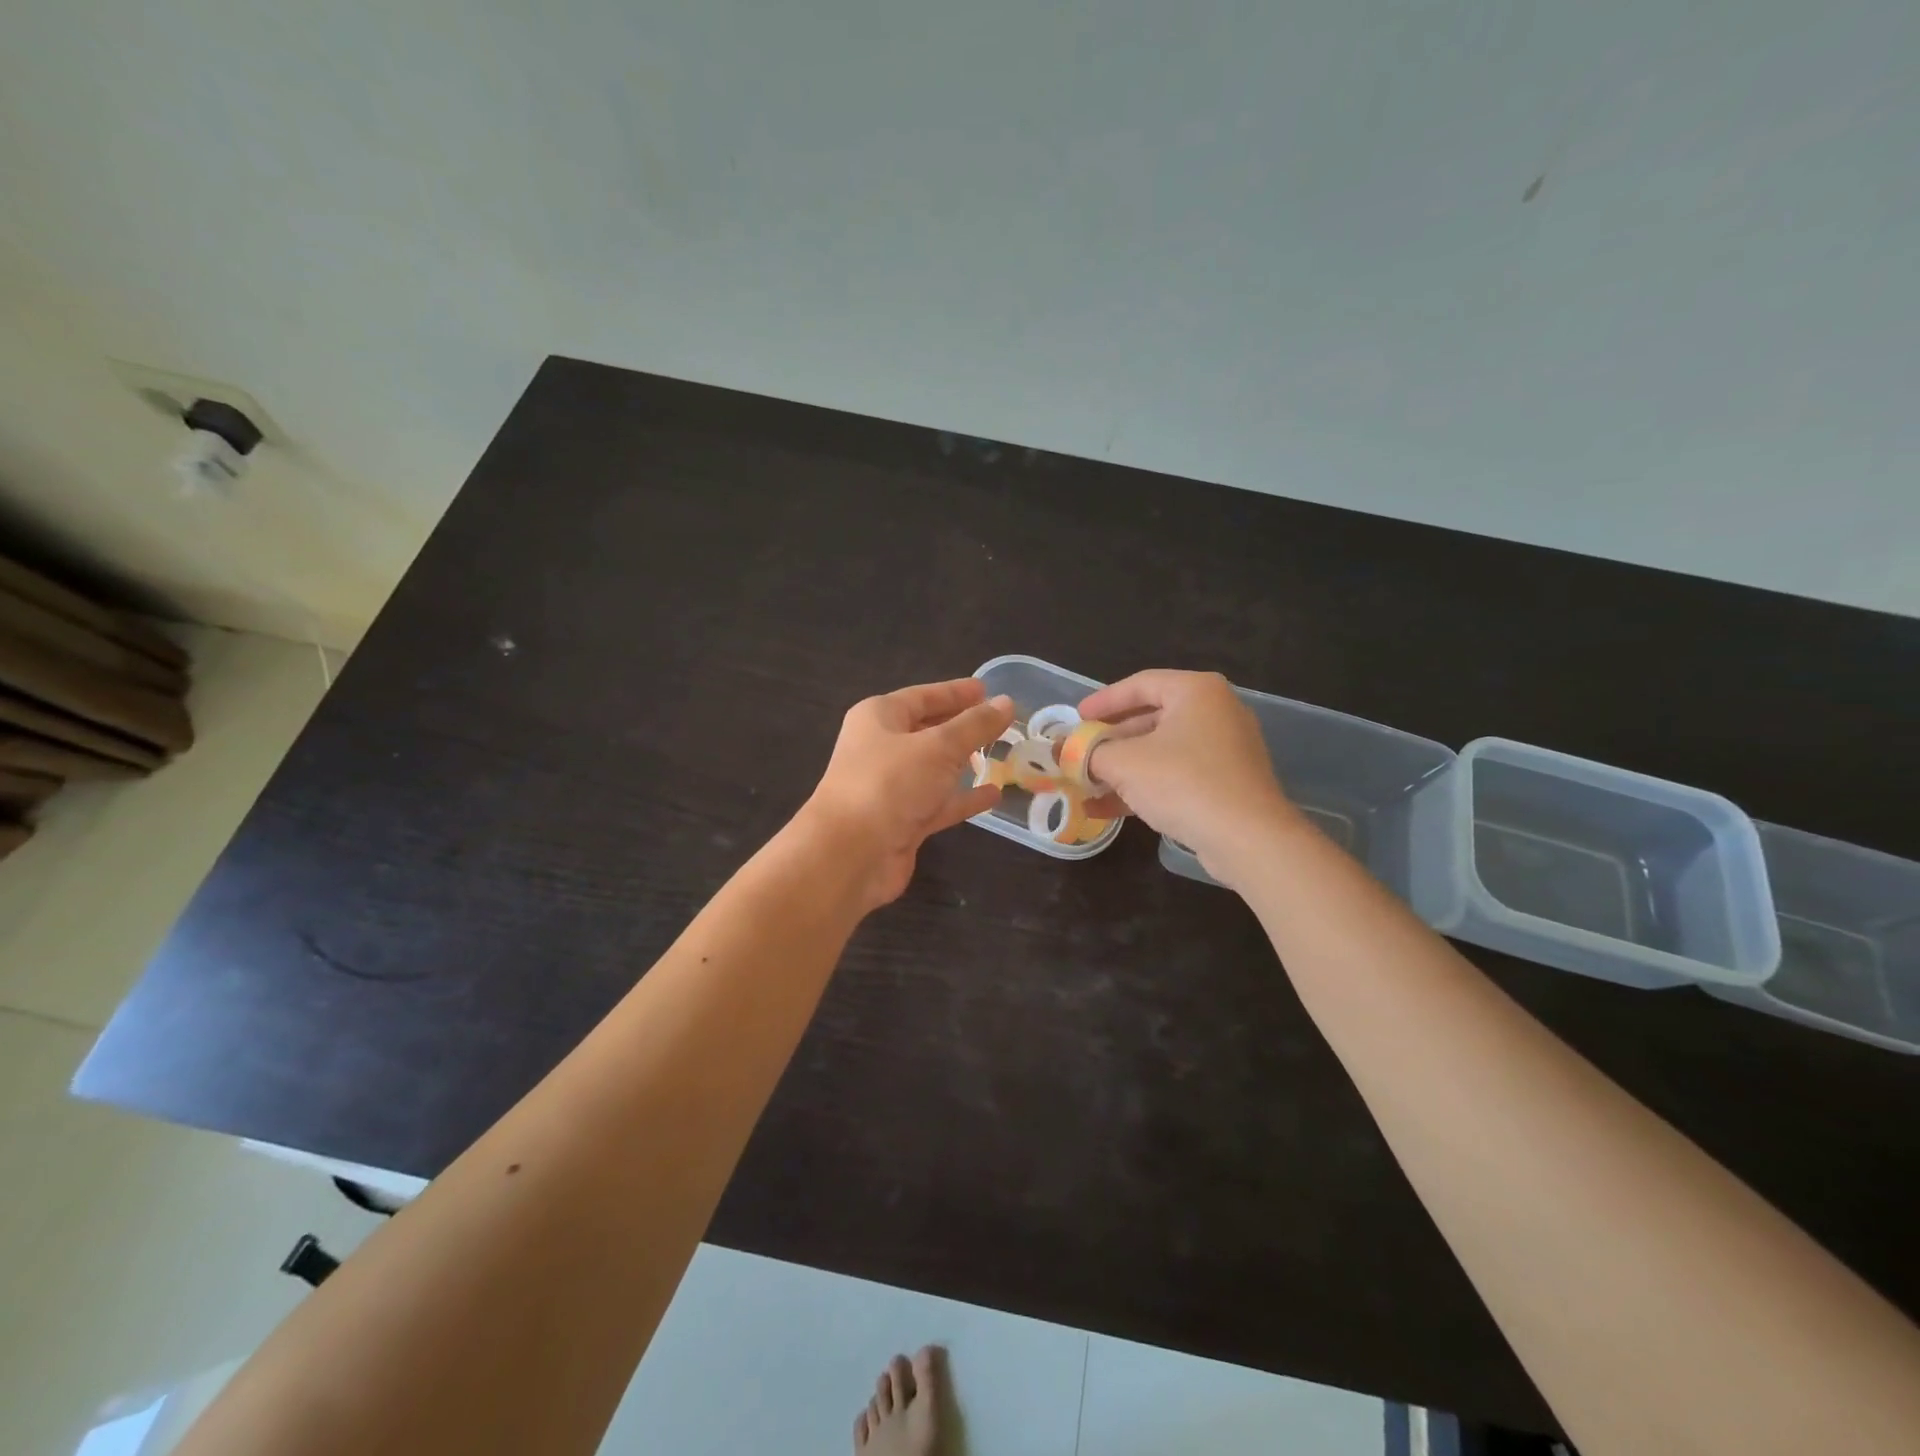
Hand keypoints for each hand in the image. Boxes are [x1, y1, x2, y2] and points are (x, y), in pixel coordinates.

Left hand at [801, 678, 1014, 909]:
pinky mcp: (902, 821)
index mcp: (879, 718)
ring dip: (965, 762)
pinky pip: (939, 802)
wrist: (849, 854)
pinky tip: (993, 794)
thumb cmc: (889, 784)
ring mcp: (891, 787)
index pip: (923, 696)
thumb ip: (975, 725)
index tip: (987, 690)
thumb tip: (1006, 702)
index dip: (956, 692)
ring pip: (935, 768)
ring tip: (1002, 754)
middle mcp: (882, 748)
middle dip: (962, 727)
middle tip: (1001, 723)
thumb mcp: (938, 747)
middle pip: (928, 731)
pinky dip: (963, 798)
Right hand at [1077, 670, 1296, 882]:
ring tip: (1086, 784)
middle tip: (1080, 751)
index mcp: (1196, 691)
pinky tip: (1108, 808)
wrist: (1248, 838)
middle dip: (1110, 740)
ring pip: (1161, 751)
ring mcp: (1225, 749)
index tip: (1076, 718)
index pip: (1140, 684)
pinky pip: (1177, 775)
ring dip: (1122, 768)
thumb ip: (1088, 753)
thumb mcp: (1124, 763)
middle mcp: (1215, 712)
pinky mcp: (1226, 783)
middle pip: (1150, 718)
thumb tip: (1059, 751)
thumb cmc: (1183, 783)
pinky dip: (1144, 786)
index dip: (1103, 701)